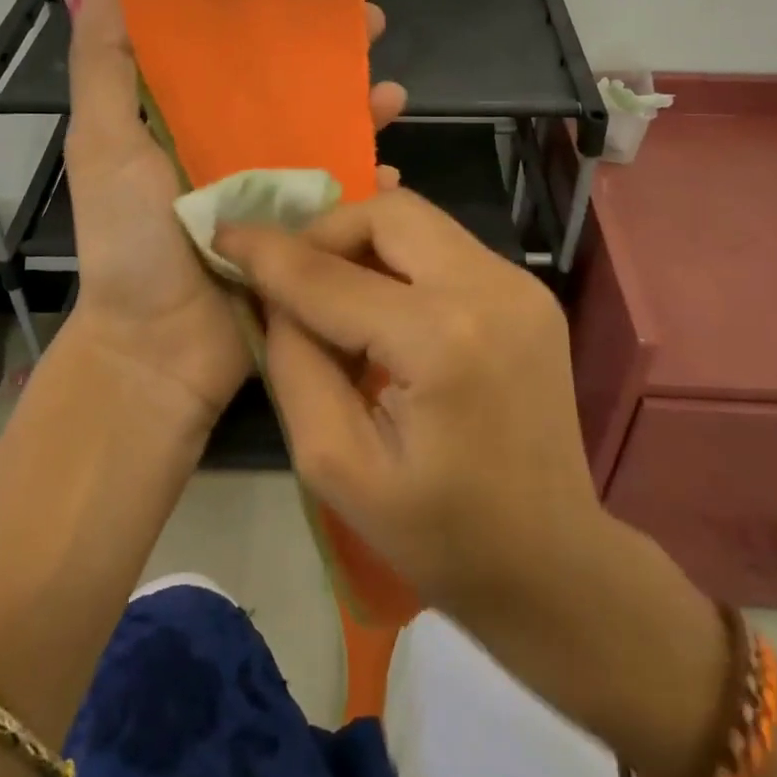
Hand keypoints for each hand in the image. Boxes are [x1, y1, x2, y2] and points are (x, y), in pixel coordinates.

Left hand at [61, 0, 406, 434]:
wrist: (160, 348)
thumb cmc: (129, 240)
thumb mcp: (104, 146)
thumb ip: (103, 70)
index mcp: (184, 120)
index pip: (229, 49)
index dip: (264, 12)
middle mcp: (231, 147)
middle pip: (290, 86)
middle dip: (332, 54)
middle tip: (374, 23)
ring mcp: (271, 191)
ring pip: (327, 135)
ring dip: (362, 110)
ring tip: (394, 94)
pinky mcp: (300, 232)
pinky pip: (344, 198)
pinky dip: (371, 183)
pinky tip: (395, 170)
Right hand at [215, 190, 601, 611]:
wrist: (553, 563)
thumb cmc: (439, 535)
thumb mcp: (336, 465)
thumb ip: (294, 363)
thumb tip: (274, 292)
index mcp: (441, 341)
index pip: (331, 276)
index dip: (268, 253)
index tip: (224, 235)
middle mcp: (489, 290)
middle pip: (388, 213)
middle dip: (327, 231)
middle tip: (293, 274)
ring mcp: (519, 285)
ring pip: (419, 221)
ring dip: (364, 243)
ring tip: (335, 293)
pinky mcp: (528, 292)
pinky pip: (446, 247)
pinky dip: (401, 261)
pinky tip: (384, 306)